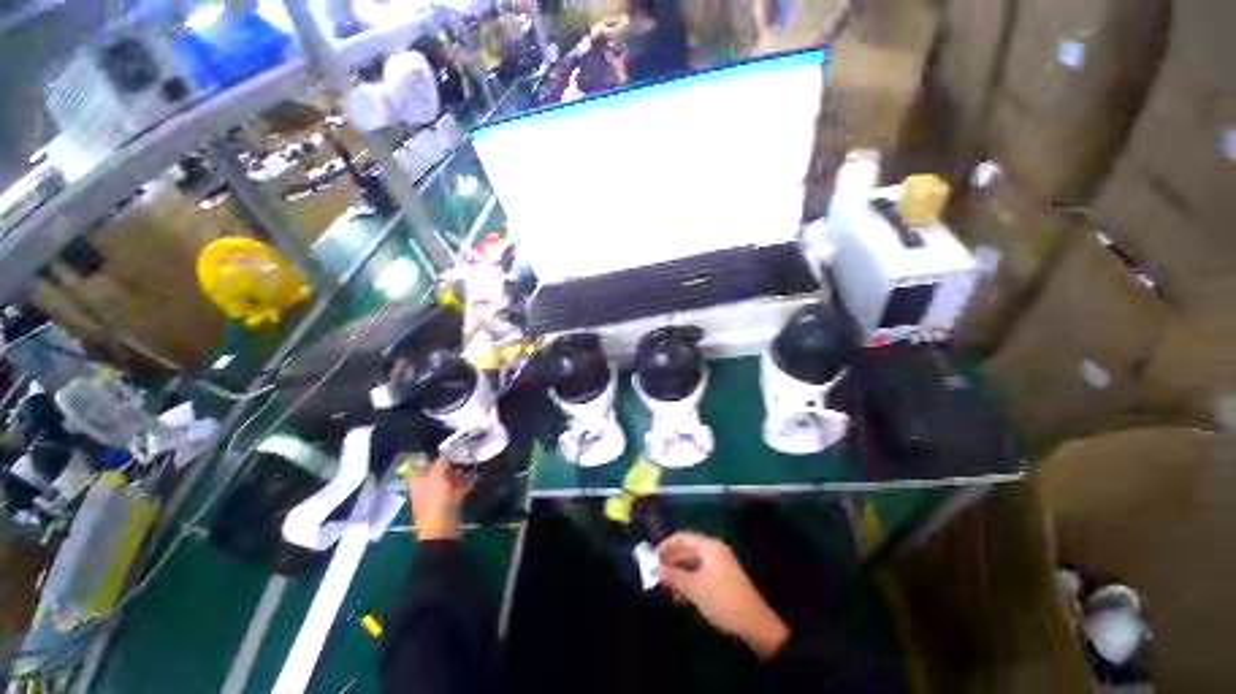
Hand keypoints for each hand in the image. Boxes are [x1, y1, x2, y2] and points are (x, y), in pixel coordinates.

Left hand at [406, 460, 471, 540]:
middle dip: (449, 465)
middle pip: (436, 473)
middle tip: (461, 458)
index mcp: (418, 483)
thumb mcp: (437, 477)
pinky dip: (465, 484)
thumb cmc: (435, 501)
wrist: (442, 530)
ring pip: (448, 482)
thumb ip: (441, 463)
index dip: (432, 459)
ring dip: (458, 474)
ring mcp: (438, 497)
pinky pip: (458, 490)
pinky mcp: (450, 504)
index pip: (421, 467)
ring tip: (469, 466)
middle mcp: (426, 489)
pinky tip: (474, 478)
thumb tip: (446, 454)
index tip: (446, 452)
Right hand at [657, 532, 790, 659]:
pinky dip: (690, 579)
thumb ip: (673, 576)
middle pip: (688, 549)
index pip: (682, 537)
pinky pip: (701, 572)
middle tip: (656, 573)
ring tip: (667, 587)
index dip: (666, 545)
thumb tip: (655, 569)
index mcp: (709, 546)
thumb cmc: (721, 599)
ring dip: (679, 572)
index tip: (652, 558)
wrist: (754, 623)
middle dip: (672, 560)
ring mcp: (721, 564)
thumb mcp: (694, 588)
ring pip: (694, 562)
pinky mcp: (724, 578)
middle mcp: (715, 550)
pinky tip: (681, 595)